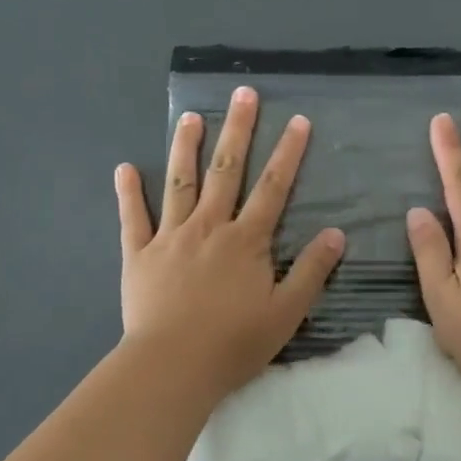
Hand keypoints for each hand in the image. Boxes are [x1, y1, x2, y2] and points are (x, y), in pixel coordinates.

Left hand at [116, 85, 344, 396]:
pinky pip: (133, 218)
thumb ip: (311, 271)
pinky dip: (128, 193)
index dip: (288, 153)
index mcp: (246, 240)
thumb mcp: (286, 312)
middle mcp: (209, 227)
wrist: (172, 366)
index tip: (297, 120)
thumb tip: (336, 233)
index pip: (273, 187)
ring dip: (185, 148)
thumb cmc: (233, 343)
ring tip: (190, 116)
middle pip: (225, 170)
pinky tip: (124, 168)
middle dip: (236, 130)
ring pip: (179, 183)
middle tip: (242, 93)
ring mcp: (170, 237)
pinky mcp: (139, 254)